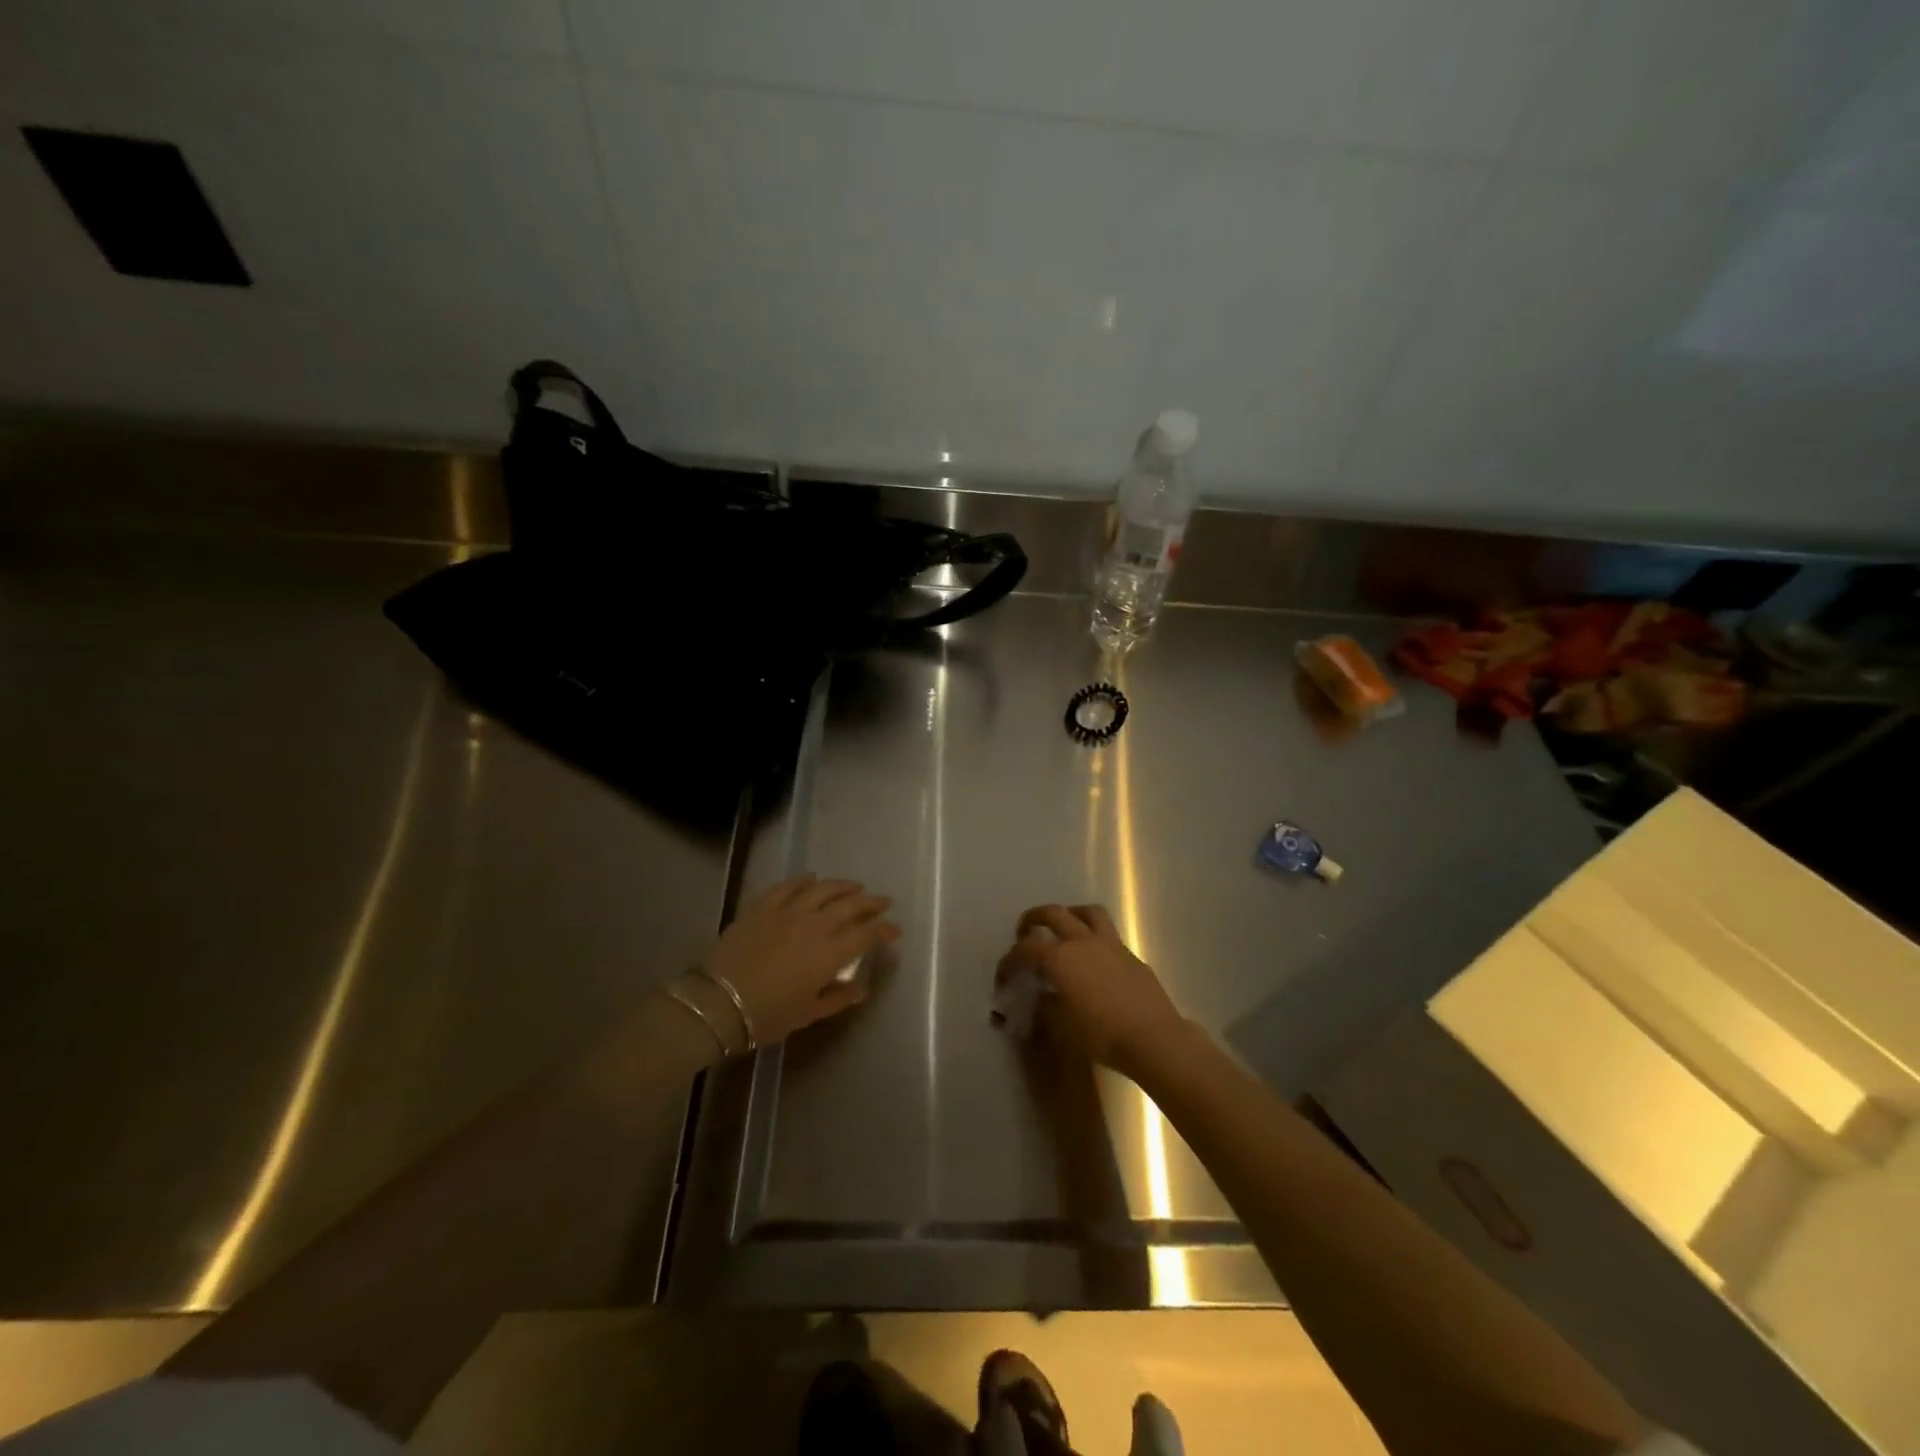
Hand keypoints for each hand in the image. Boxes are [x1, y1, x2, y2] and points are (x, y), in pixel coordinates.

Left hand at [696, 874, 899, 1046]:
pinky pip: (787, 887)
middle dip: (871, 903)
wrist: (717, 1003)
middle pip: (850, 905)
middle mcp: (814, 925)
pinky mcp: (762, 907)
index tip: (894, 932)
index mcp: (829, 953)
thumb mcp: (807, 1014)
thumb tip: (860, 989)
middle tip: (883, 902)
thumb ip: (837, 998)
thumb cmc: (766, 1016)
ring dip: (842, 886)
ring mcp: (787, 911)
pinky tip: (810, 878)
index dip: (884, 930)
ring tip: (854, 886)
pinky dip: (802, 880)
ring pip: (822, 889)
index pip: (867, 934)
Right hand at [995, 904, 1189, 1080]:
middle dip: (1033, 918)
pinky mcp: (1131, 955)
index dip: (1010, 960)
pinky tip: (1094, 959)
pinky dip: (1094, 937)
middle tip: (1025, 930)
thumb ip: (1047, 1006)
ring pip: (1087, 912)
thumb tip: (1040, 996)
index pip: (1026, 948)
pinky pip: (1108, 934)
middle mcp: (1082, 942)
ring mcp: (1110, 944)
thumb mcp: (1063, 1026)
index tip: (1004, 976)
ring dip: (1070, 914)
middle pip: (1053, 913)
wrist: (1153, 1038)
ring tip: (1064, 927)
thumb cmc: (1101, 1035)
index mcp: (1060, 958)